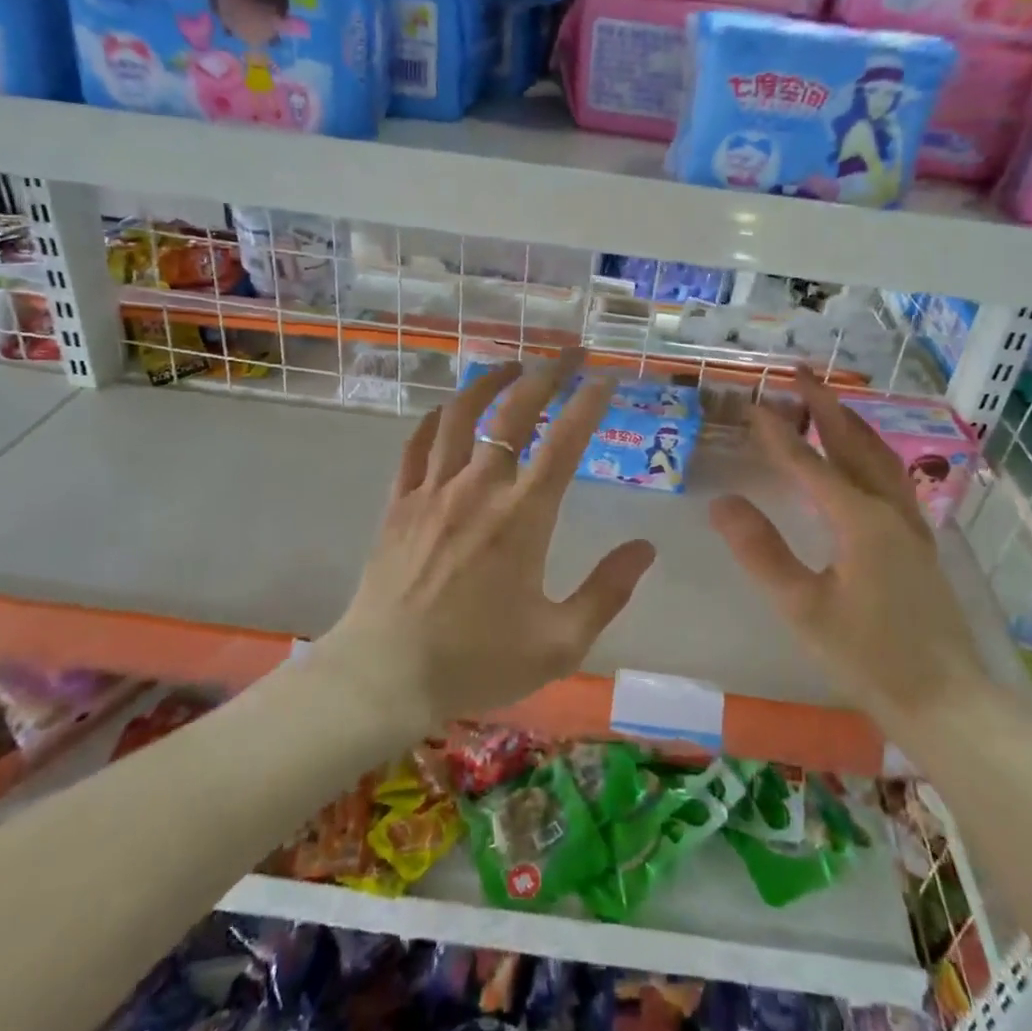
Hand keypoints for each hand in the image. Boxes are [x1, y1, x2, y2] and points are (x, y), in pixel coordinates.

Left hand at [317, 351, 656, 727]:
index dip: (588, 404)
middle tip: (569, 354)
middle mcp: (478, 489)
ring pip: (461, 415)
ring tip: (513, 366)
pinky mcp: (399, 502)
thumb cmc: (477, 661)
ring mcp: (433, 491)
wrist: (385, 676)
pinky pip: (417, 444)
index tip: (605, 379)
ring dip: (490, 382)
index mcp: (522, 518)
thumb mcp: (559, 642)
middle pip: (514, 411)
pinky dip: (437, 418)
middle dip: (546, 374)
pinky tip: (449, 410)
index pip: (564, 443)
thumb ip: (607, 591)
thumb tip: (646, 547)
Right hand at [708, 368, 989, 734]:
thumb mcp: (803, 608)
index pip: (809, 463)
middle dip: (824, 406)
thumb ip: (761, 552)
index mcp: (860, 521)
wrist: (947, 704)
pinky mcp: (919, 544)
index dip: (777, 434)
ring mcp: (911, 526)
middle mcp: (889, 510)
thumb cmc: (869, 658)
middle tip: (800, 374)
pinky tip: (865, 462)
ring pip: (879, 457)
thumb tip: (722, 502)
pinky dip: (871, 453)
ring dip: (851, 424)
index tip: (754, 403)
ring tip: (830, 403)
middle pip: (853, 444)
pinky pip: (892, 479)